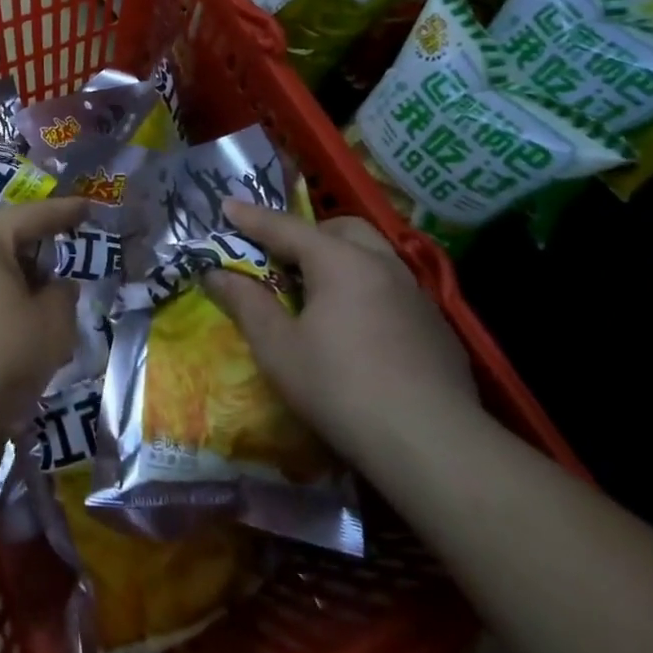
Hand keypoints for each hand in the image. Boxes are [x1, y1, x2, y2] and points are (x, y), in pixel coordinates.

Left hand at [0, 198, 89, 456]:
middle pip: (8, 237)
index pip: (32, 215)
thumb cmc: (0, 355)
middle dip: (42, 247)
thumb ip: (63, 294)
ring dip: (23, 276)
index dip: (65, 212)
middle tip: (74, 249)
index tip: (89, 206)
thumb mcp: (52, 324)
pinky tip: (24, 314)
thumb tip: (57, 287)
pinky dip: (4, 294)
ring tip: (54, 290)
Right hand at [202, 200, 479, 464]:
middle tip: (279, 257)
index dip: (251, 218)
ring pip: (372, 256)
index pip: (285, 228)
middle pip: (340, 229)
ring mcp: (416, 295)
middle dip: (306, 233)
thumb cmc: (340, 388)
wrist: (433, 445)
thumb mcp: (277, 347)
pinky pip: (392, 289)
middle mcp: (382, 264)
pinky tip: (357, 329)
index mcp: (340, 261)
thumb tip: (215, 274)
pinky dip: (365, 289)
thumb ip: (245, 303)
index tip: (226, 206)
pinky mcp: (437, 327)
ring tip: (317, 291)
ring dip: (340, 259)